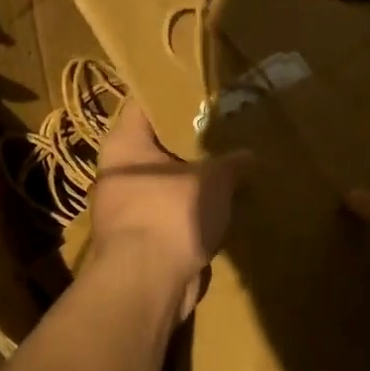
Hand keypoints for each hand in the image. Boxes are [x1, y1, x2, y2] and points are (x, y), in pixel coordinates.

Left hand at [89, 101, 249, 317]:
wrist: (147, 283)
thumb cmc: (171, 213)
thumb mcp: (213, 180)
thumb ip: (233, 163)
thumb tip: (250, 156)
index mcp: (124, 143)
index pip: (146, 104)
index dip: (173, 94)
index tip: (202, 88)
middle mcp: (118, 172)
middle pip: (158, 146)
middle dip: (190, 142)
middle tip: (227, 128)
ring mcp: (127, 208)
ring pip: (167, 183)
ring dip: (194, 181)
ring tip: (232, 166)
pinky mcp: (142, 239)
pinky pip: (172, 214)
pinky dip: (193, 212)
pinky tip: (223, 206)